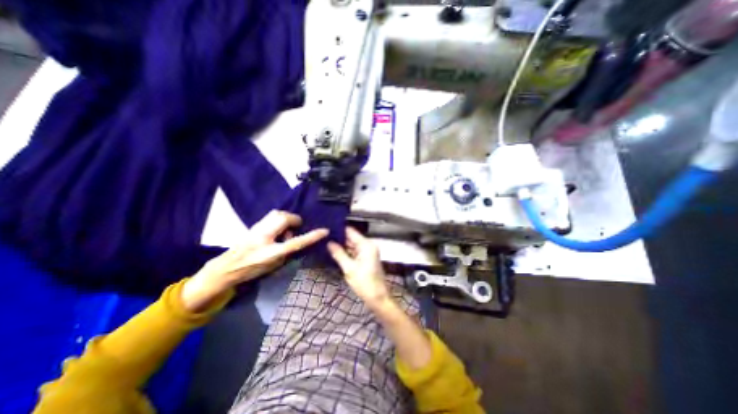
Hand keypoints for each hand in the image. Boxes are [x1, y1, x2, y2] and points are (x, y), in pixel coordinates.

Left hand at [181, 212, 325, 311]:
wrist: (225, 268)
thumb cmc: (252, 270)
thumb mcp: (274, 266)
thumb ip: (288, 252)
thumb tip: (296, 240)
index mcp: (271, 252)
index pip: (296, 242)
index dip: (312, 236)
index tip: (324, 231)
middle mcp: (264, 236)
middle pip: (284, 218)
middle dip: (294, 220)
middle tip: (295, 229)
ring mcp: (257, 228)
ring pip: (277, 213)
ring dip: (286, 219)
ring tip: (285, 230)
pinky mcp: (254, 225)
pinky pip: (271, 216)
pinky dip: (279, 219)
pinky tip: (277, 229)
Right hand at [326, 227, 388, 310]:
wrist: (378, 298)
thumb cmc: (365, 283)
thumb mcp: (349, 268)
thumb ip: (339, 254)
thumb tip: (329, 243)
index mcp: (366, 245)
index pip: (351, 231)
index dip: (339, 229)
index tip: (327, 228)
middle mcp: (368, 245)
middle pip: (351, 238)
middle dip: (339, 238)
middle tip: (324, 237)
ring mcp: (368, 252)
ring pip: (352, 245)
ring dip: (342, 245)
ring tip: (326, 243)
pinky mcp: (366, 258)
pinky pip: (354, 251)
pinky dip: (346, 252)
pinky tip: (335, 252)